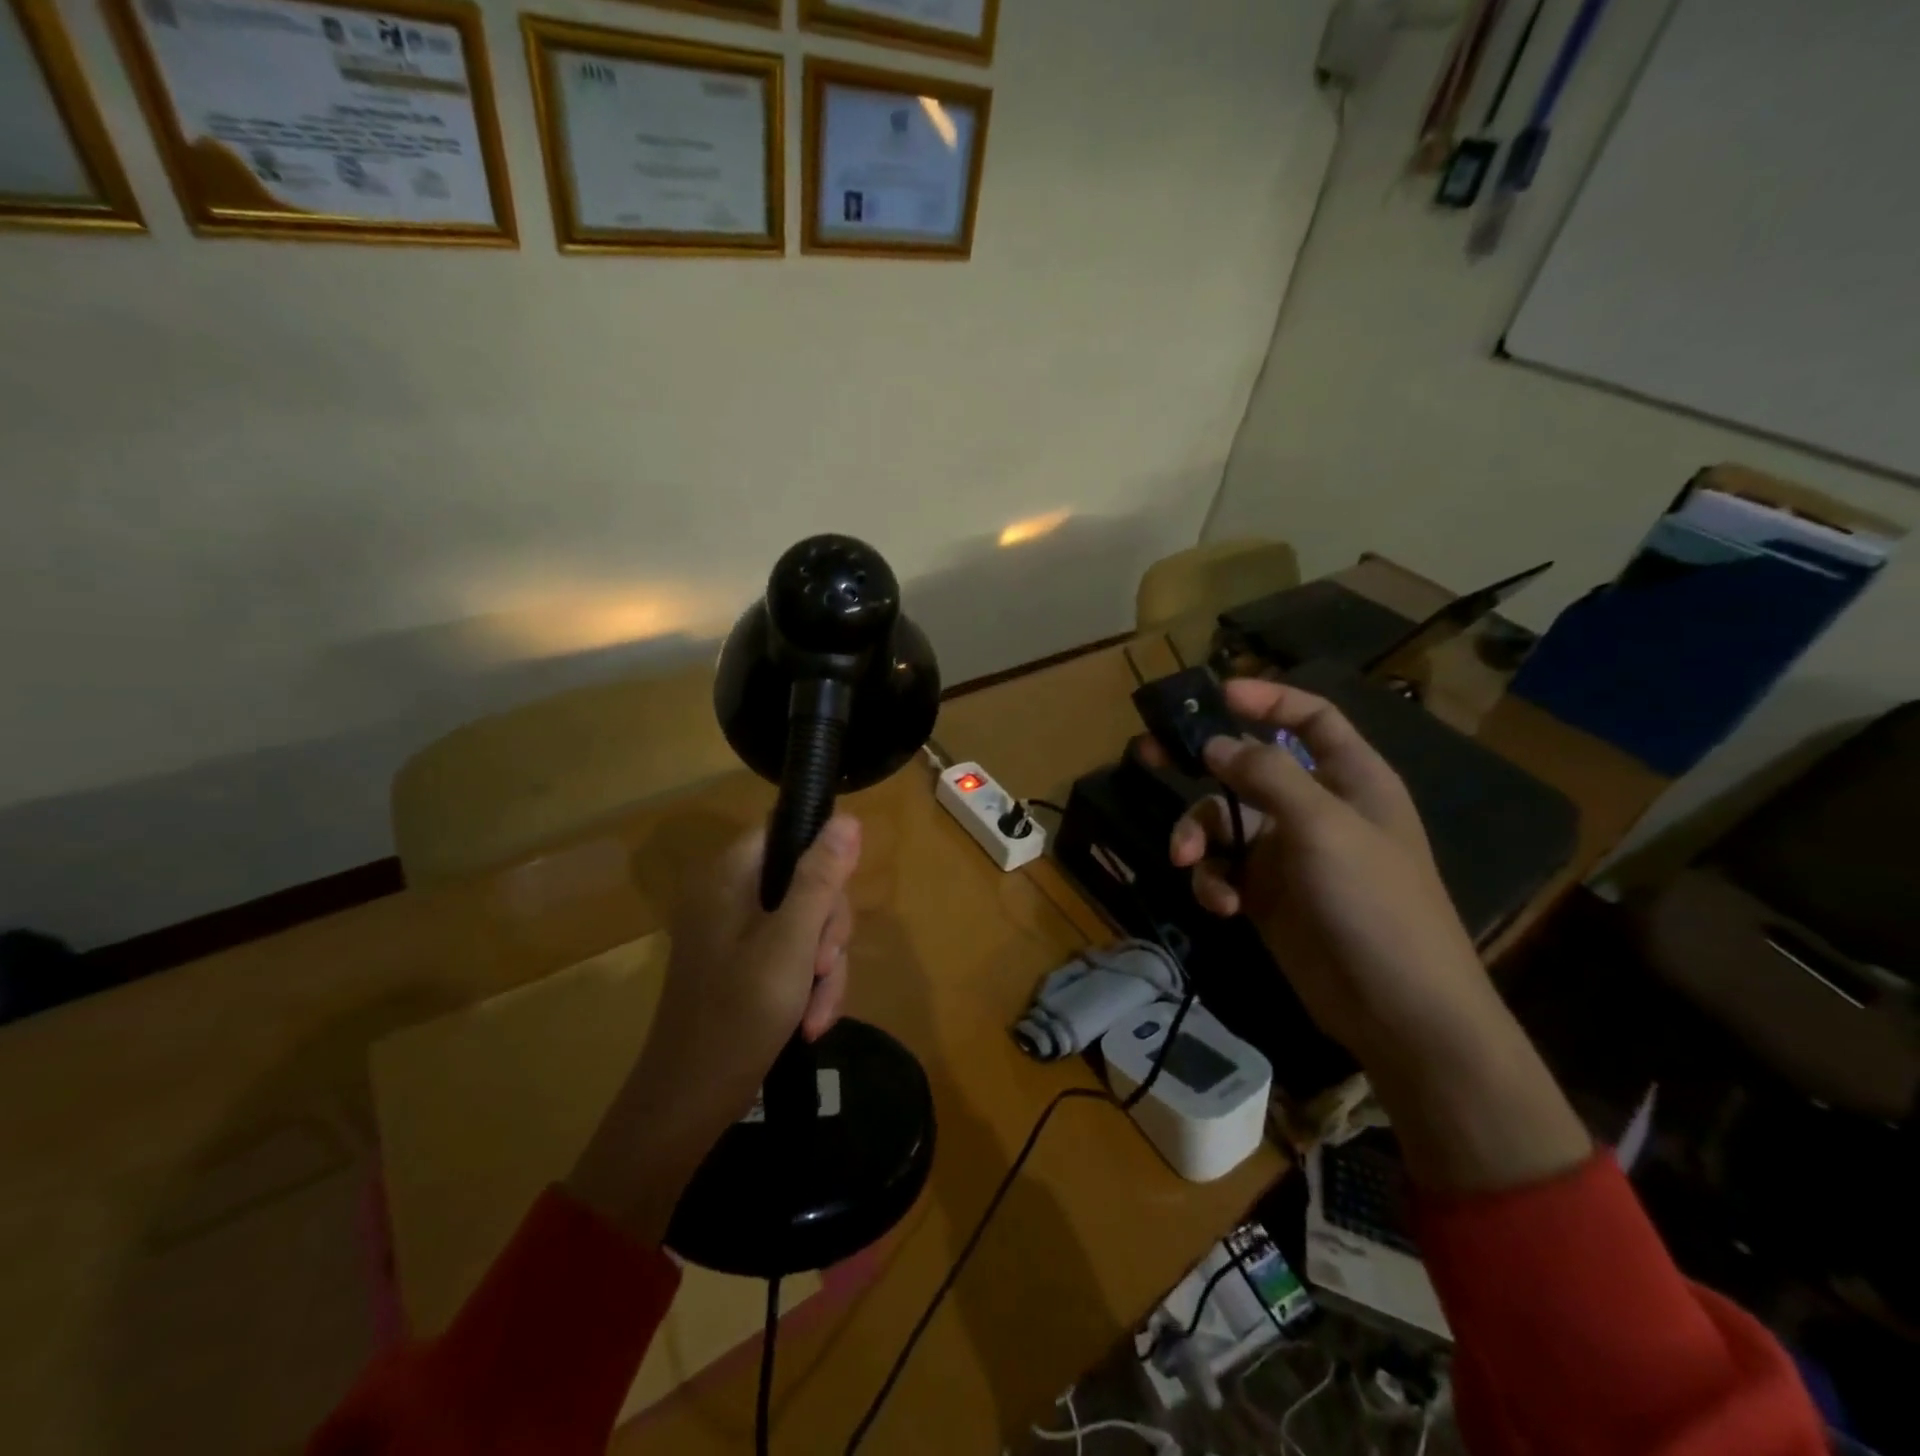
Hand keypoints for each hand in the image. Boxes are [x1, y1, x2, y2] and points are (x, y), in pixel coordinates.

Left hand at [567, 815, 861, 1241]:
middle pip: (806, 882)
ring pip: (806, 924)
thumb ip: (820, 879)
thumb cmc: (738, 1016)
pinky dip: (807, 985)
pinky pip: (792, 955)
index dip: (824, 859)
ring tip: (817, 1014)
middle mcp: (731, 895)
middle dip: (828, 931)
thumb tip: (848, 818)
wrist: (686, 1105)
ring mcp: (735, 932)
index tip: (835, 907)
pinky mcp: (742, 964)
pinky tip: (810, 1022)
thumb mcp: (791, 944)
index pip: (788, 833)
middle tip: (824, 968)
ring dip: (823, 968)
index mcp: (731, 876)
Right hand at [1155, 680, 1589, 1192]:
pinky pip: (1223, 870)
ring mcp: (1288, 855)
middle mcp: (1315, 809)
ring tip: (1187, 861)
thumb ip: (1266, 775)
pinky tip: (1222, 906)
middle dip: (1201, 764)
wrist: (1398, 1010)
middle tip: (1148, 752)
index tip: (1216, 694)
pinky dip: (1213, 882)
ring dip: (1197, 837)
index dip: (1267, 700)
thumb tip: (1215, 744)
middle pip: (1248, 768)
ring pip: (1223, 823)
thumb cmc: (1373, 903)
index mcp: (1349, 779)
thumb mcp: (1322, 826)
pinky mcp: (1265, 896)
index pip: (1311, 719)